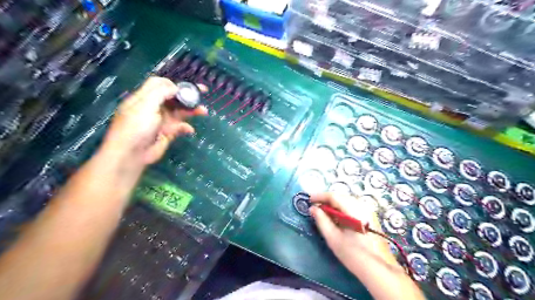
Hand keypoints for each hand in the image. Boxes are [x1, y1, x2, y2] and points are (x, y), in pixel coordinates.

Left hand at [101, 76, 206, 165]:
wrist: (132, 154)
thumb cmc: (136, 127)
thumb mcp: (145, 105)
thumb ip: (160, 93)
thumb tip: (175, 87)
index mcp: (145, 98)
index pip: (160, 84)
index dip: (174, 83)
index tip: (188, 86)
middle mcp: (154, 107)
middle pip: (173, 97)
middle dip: (188, 94)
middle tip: (203, 91)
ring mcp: (162, 120)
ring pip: (180, 111)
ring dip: (192, 110)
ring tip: (203, 111)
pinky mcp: (168, 133)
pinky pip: (180, 127)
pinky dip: (186, 127)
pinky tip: (189, 129)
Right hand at [307, 193, 397, 274]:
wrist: (379, 269)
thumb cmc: (353, 255)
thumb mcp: (333, 238)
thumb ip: (322, 220)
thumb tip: (312, 208)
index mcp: (354, 211)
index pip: (334, 196)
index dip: (320, 196)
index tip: (308, 199)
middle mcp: (362, 206)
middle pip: (341, 196)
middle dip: (326, 199)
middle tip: (315, 206)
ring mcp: (368, 210)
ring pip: (346, 200)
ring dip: (334, 203)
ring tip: (323, 211)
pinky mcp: (370, 216)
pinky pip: (352, 205)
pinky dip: (342, 208)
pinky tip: (336, 216)